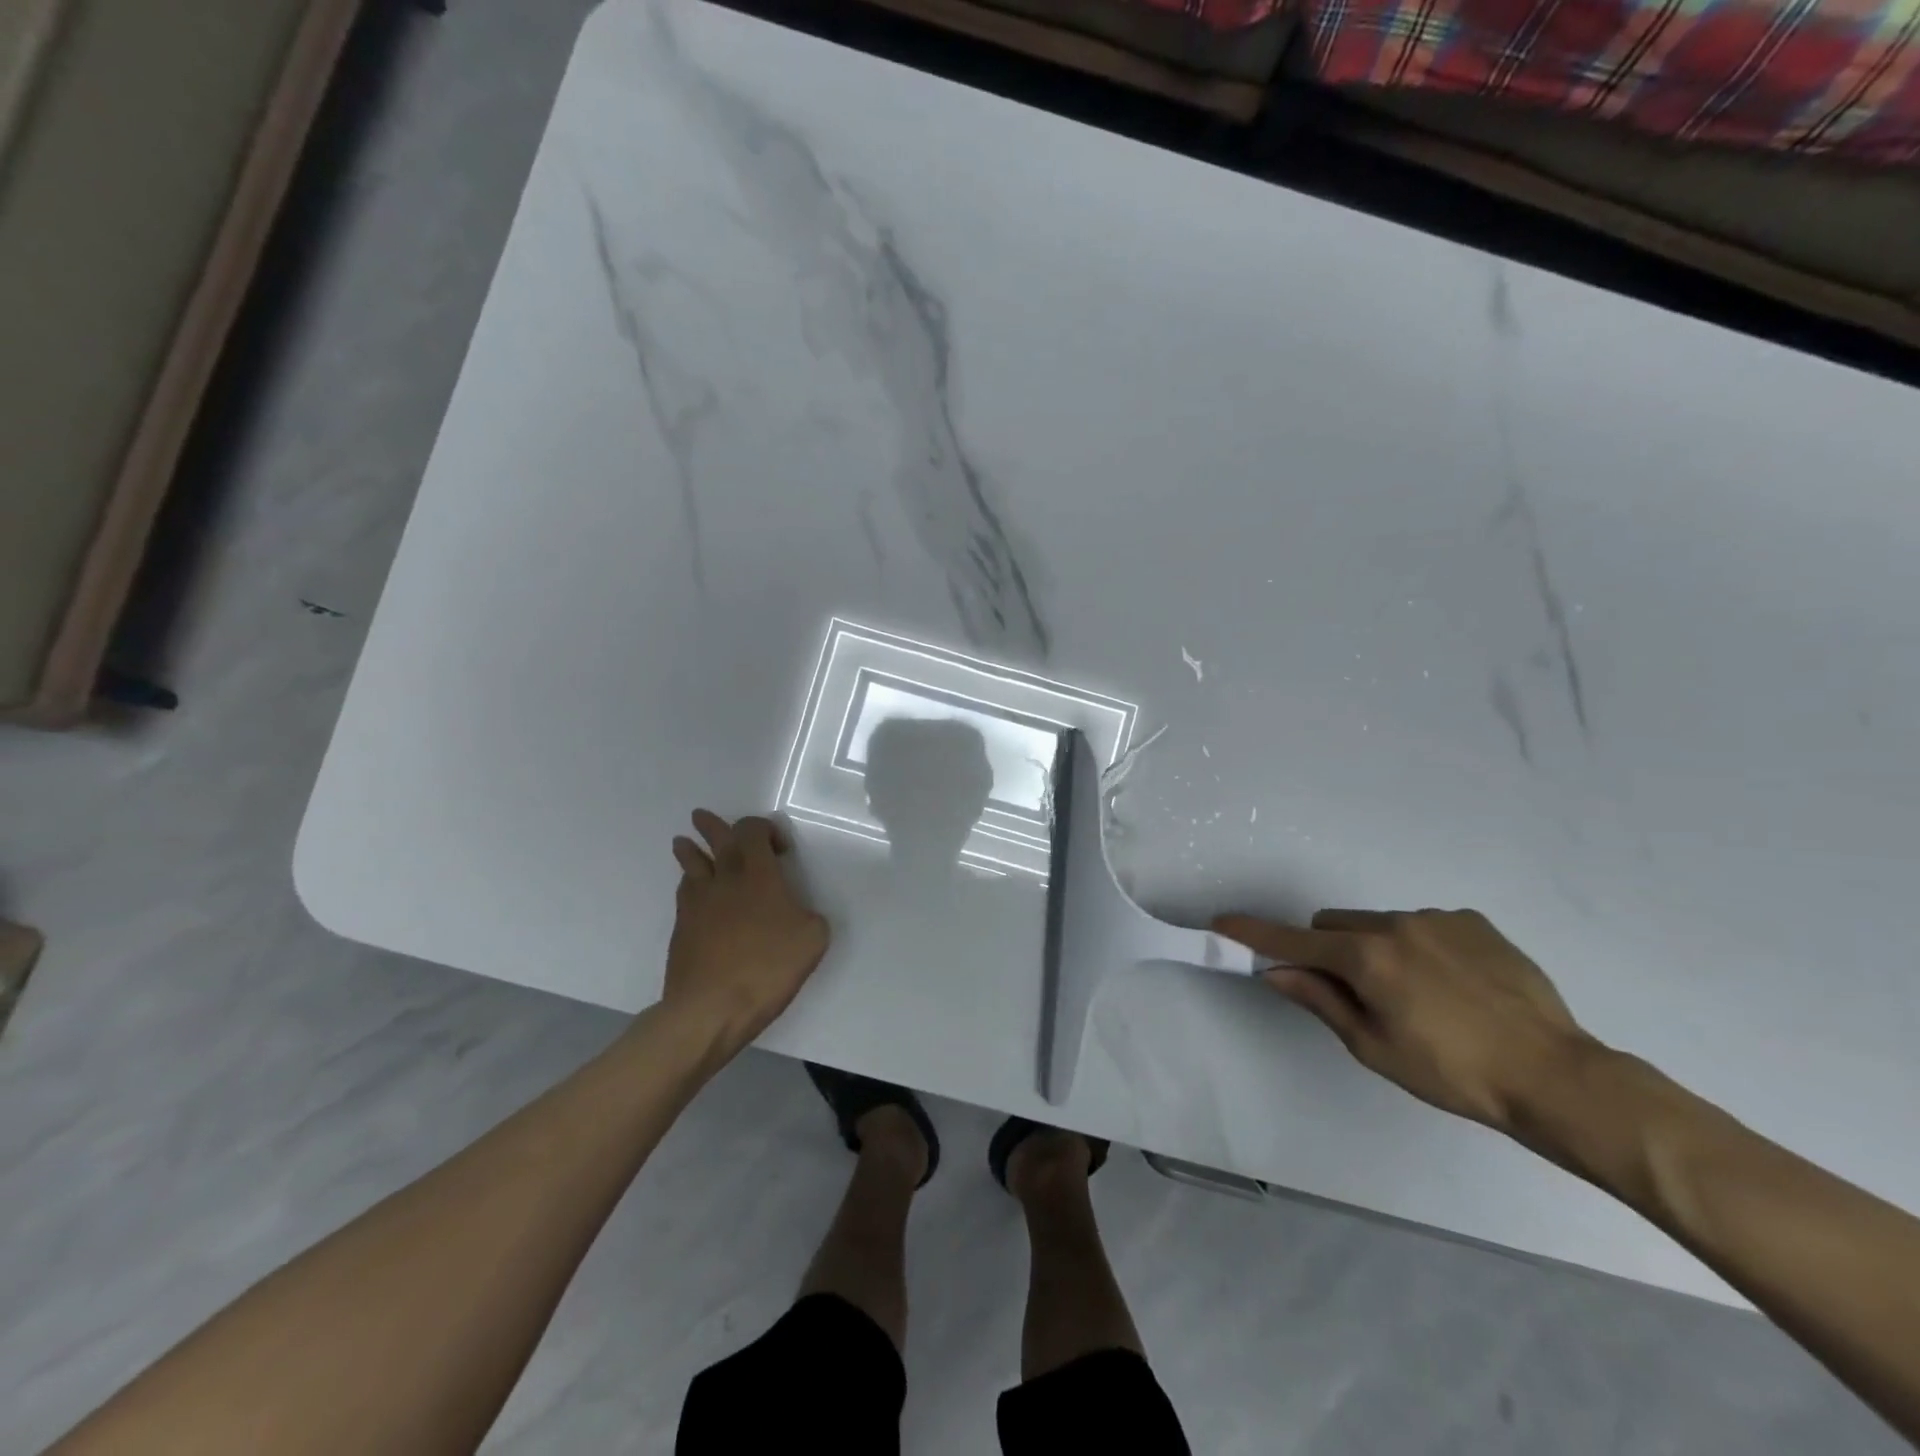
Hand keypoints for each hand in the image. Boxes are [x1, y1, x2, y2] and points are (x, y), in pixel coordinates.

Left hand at [664, 810, 829, 1053]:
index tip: (779, 848)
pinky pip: (684, 894)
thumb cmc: (767, 967)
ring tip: (683, 843)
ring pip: (690, 865)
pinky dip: (689, 884)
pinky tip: (691, 891)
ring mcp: (697, 904)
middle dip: (711, 826)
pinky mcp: (681, 929)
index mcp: (758, 874)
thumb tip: (799, 914)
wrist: (710, 1008)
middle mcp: (724, 879)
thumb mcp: (812, 940)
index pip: (752, 831)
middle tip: (701, 817)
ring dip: (689, 850)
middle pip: (714, 840)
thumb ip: (810, 917)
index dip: (763, 829)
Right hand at [1214, 907, 1596, 1131]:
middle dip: (1329, 949)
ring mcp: (1437, 918)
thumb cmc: (1453, 1073)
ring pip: (1378, 923)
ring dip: (1376, 948)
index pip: (1293, 939)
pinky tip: (1454, 986)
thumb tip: (1277, 971)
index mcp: (1366, 957)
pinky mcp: (1473, 922)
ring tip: (1420, 997)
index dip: (1254, 933)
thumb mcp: (1374, 1047)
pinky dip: (1419, 947)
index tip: (1222, 923)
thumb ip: (1321, 1000)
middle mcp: (1395, 924)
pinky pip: (1423, 925)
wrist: (1556, 1076)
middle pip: (1334, 923)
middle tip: (1355, 993)